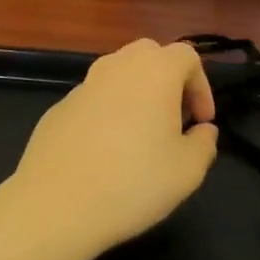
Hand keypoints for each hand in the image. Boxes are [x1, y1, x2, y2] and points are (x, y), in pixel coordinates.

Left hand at [0, 39, 218, 259]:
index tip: (201, 122)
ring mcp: (84, 84)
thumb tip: (202, 131)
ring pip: (118, 74)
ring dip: (136, 94)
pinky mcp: (59, 106)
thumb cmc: (132, 183)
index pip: (187, 56)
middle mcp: (118, 66)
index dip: (201, 86)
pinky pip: (94, 99)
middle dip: (168, 80)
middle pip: (150, 54)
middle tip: (173, 118)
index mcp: (154, 71)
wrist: (55, 204)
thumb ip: (204, 143)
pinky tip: (105, 153)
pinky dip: (107, 113)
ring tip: (140, 136)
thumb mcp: (187, 172)